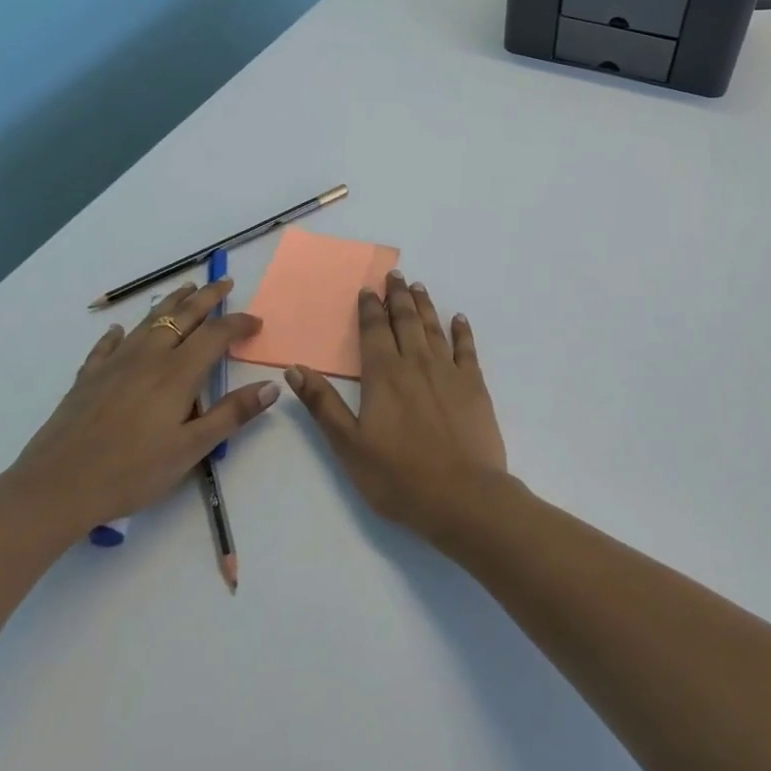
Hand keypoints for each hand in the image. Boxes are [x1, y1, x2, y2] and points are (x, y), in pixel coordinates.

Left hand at [1, 280, 278, 538]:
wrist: (55, 487)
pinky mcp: (87, 378)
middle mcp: (148, 357)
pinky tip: (118, 331)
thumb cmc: (131, 471)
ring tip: (185, 289)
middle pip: (183, 316)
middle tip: (224, 282)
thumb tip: (271, 386)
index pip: (216, 334)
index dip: (239, 324)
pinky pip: (106, 346)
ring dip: (170, 303)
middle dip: (207, 297)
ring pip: (148, 322)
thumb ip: (232, 414)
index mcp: (178, 373)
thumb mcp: (191, 449)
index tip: (256, 322)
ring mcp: (114, 365)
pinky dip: (118, 335)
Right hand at [284, 271, 507, 538]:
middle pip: (406, 320)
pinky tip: (459, 319)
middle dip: (398, 296)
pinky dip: (462, 331)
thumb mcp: (348, 445)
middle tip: (395, 275)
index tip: (368, 289)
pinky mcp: (474, 385)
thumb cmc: (398, 476)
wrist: (462, 495)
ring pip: (434, 328)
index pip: (374, 331)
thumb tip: (295, 367)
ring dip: (425, 305)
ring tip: (419, 287)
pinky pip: (467, 348)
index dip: (370, 308)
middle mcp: (416, 363)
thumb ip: (323, 404)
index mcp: (383, 375)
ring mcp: (448, 371)